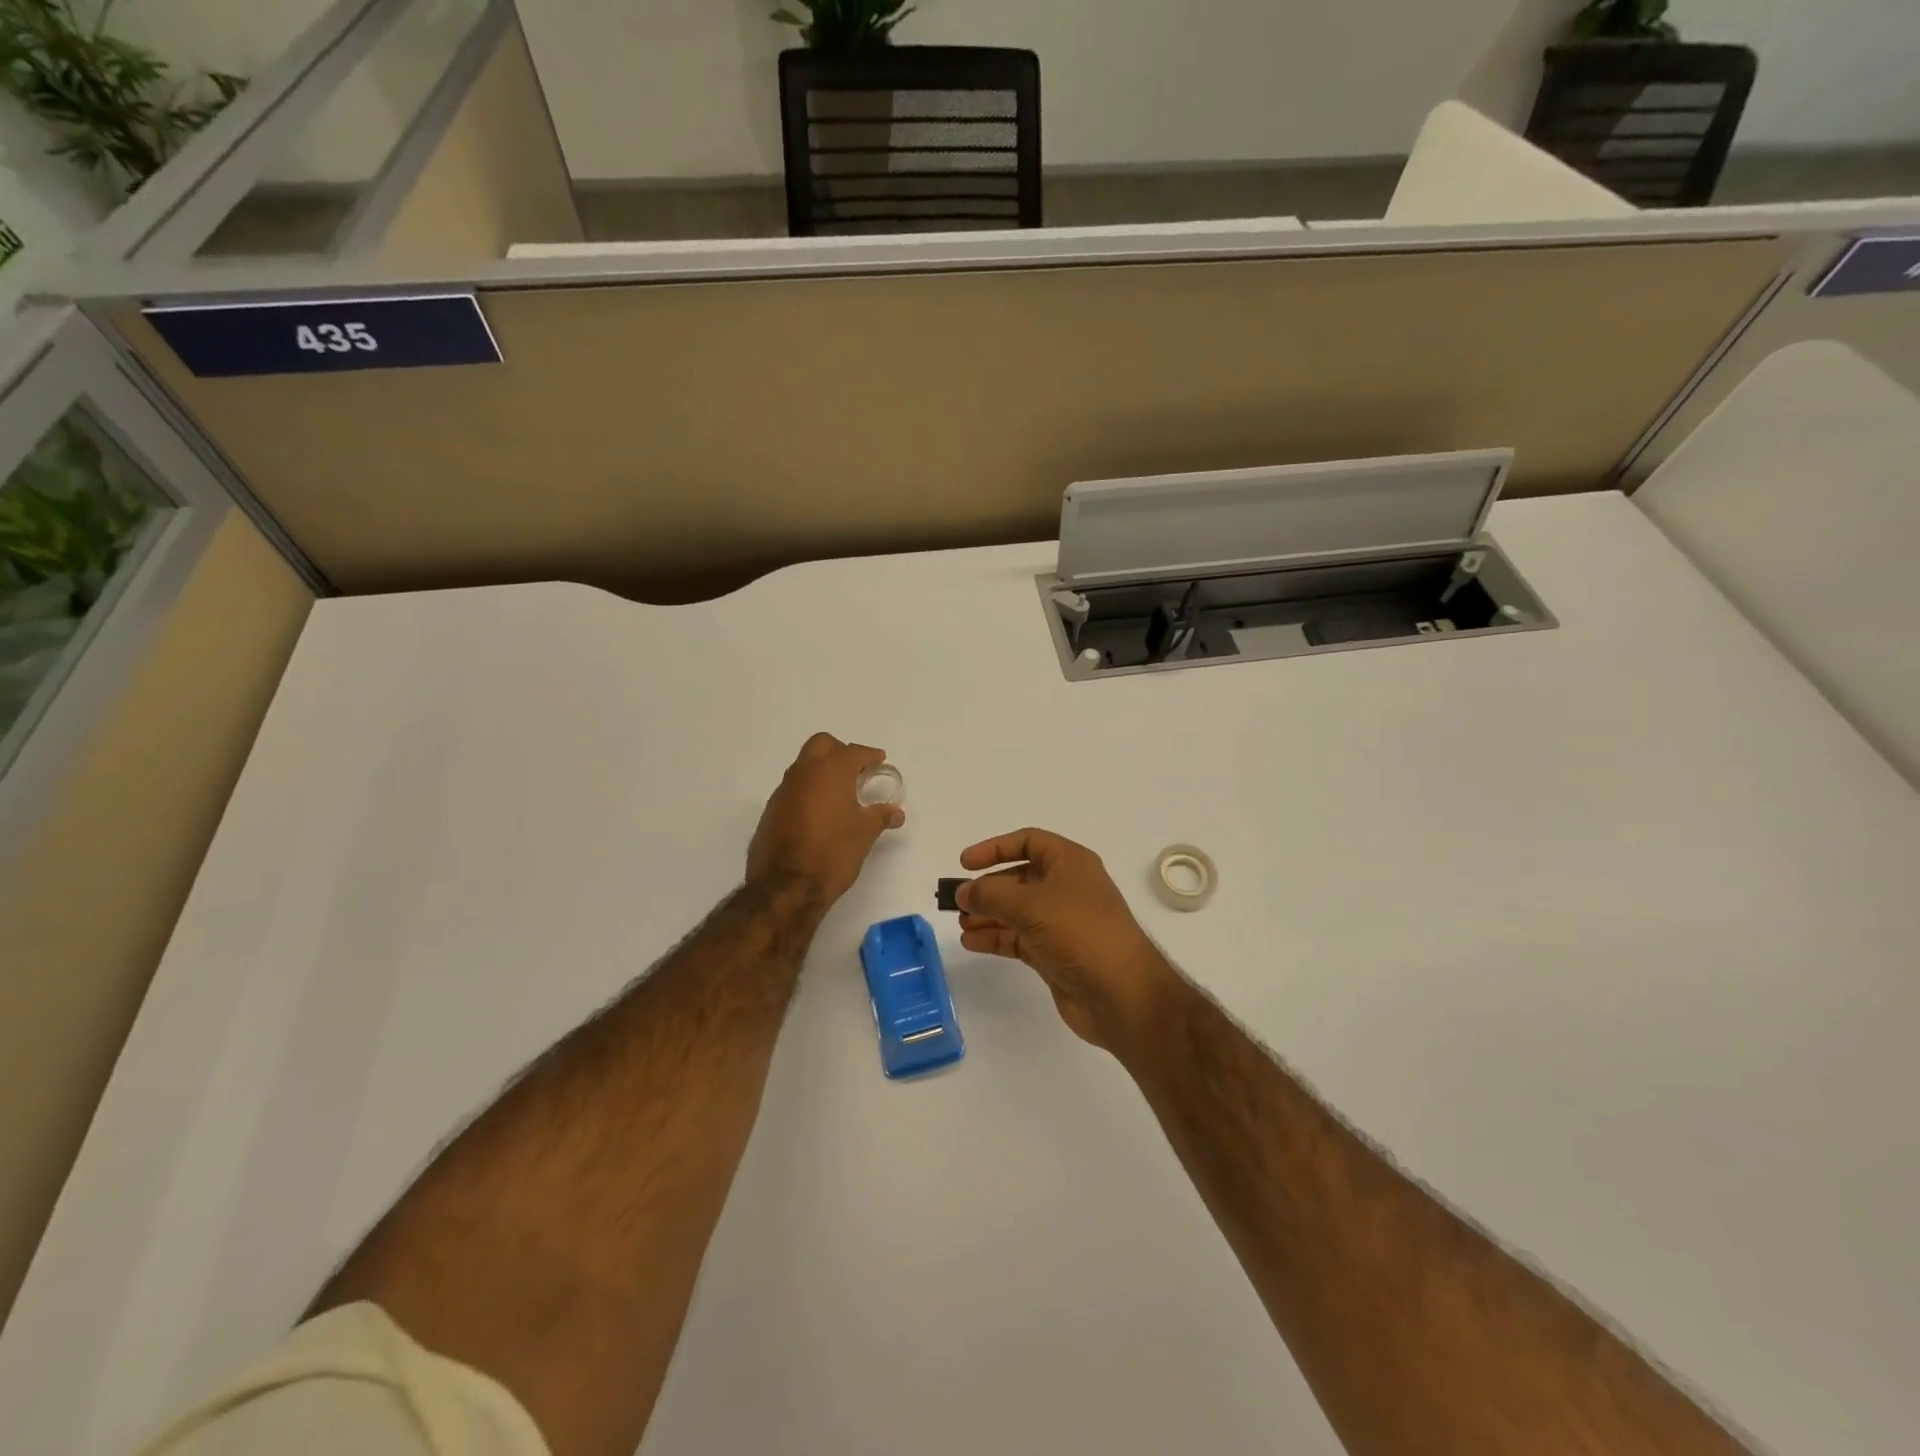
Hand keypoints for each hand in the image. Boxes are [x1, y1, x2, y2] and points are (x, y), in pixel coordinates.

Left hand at [748, 733, 904, 905]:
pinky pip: (793, 789)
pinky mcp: (771, 810)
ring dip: (821, 771)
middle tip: (856, 770)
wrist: (786, 886)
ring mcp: (784, 791)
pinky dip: (808, 791)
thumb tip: (896, 812)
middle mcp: (804, 773)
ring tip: (840, 793)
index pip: (853, 752)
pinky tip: (819, 813)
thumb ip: (880, 816)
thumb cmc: (833, 852)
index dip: (869, 755)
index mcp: (831, 771)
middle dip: (840, 751)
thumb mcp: (864, 834)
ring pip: (804, 766)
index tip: (879, 760)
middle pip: (822, 745)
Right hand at [957, 829, 1179, 1054]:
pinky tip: (972, 942)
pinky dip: (996, 938)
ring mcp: (1061, 923)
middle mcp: (1067, 888)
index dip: (996, 848)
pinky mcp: (1055, 953)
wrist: (1122, 994)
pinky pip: (1019, 938)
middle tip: (957, 900)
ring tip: (961, 923)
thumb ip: (991, 894)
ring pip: (1016, 911)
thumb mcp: (1031, 904)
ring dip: (988, 914)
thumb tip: (963, 892)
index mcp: (1070, 863)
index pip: (1028, 842)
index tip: (965, 863)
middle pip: (1019, 878)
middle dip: (988, 887)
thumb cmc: (1080, 933)